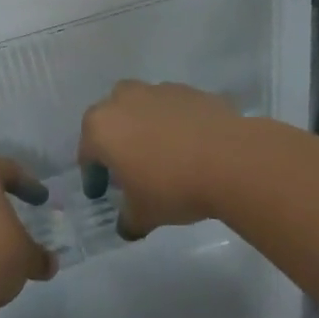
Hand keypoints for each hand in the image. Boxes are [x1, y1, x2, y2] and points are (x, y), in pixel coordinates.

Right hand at [78, 81, 243, 239]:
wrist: (231, 160)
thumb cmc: (173, 186)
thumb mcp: (144, 214)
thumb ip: (128, 219)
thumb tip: (126, 226)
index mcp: (101, 128)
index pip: (87, 153)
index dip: (93, 175)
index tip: (101, 192)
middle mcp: (124, 100)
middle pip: (110, 119)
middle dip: (115, 140)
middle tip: (127, 166)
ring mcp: (158, 91)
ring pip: (141, 107)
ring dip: (144, 126)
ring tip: (160, 153)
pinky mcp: (190, 91)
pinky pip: (172, 108)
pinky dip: (174, 123)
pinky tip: (189, 145)